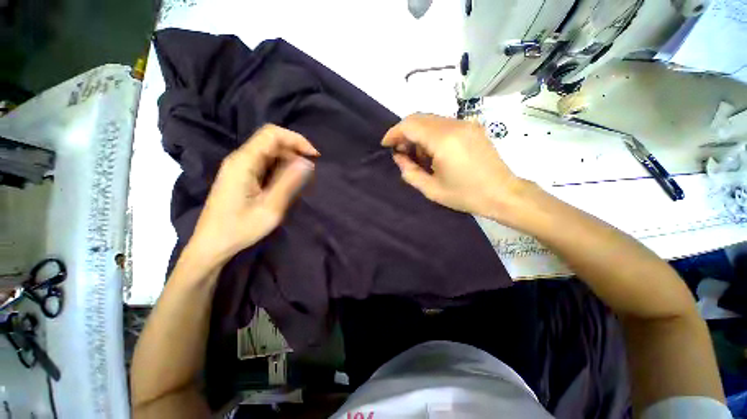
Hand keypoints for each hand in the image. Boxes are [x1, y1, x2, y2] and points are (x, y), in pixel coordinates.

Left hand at [188, 125, 318, 266]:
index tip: (314, 156)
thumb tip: (307, 163)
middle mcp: (239, 159)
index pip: (272, 134)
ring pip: (269, 152)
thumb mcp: (271, 207)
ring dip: (289, 159)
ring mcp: (239, 167)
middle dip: (295, 150)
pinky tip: (288, 181)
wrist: (212, 244)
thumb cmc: (240, 228)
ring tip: (302, 177)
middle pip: (270, 141)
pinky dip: (281, 167)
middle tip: (311, 169)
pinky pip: (264, 163)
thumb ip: (289, 182)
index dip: (296, 139)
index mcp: (244, 162)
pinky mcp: (241, 175)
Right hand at [382, 114, 523, 219]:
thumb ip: (410, 172)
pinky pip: (443, 124)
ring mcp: (465, 124)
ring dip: (418, 135)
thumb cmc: (465, 195)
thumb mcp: (431, 189)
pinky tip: (433, 152)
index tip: (386, 145)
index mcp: (443, 141)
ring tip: (417, 156)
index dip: (394, 133)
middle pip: (419, 118)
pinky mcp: (472, 127)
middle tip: (400, 153)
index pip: (410, 125)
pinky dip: (431, 135)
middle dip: (404, 133)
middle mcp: (454, 125)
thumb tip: (399, 157)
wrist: (503, 193)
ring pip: (431, 120)